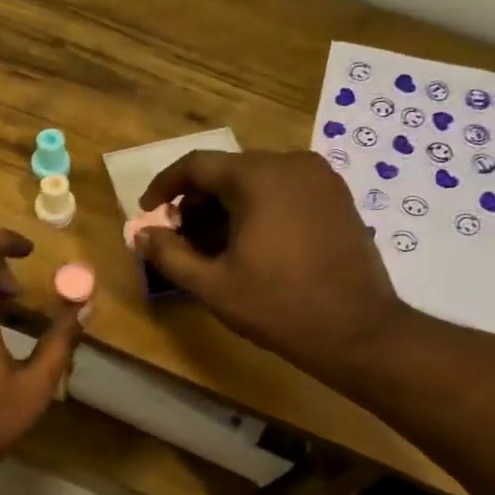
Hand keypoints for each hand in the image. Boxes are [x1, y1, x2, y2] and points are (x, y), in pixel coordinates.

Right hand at [135, 150, 412, 383]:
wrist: (355, 330)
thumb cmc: (277, 305)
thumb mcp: (212, 285)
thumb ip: (169, 255)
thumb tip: (139, 235)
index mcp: (259, 177)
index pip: (197, 165)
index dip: (164, 186)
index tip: (147, 212)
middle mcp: (291, 164)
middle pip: (228, 172)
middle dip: (196, 202)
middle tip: (178, 238)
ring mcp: (320, 179)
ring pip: (257, 181)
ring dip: (225, 208)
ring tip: (210, 248)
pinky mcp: (337, 198)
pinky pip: (284, 192)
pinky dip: (257, 210)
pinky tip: (248, 246)